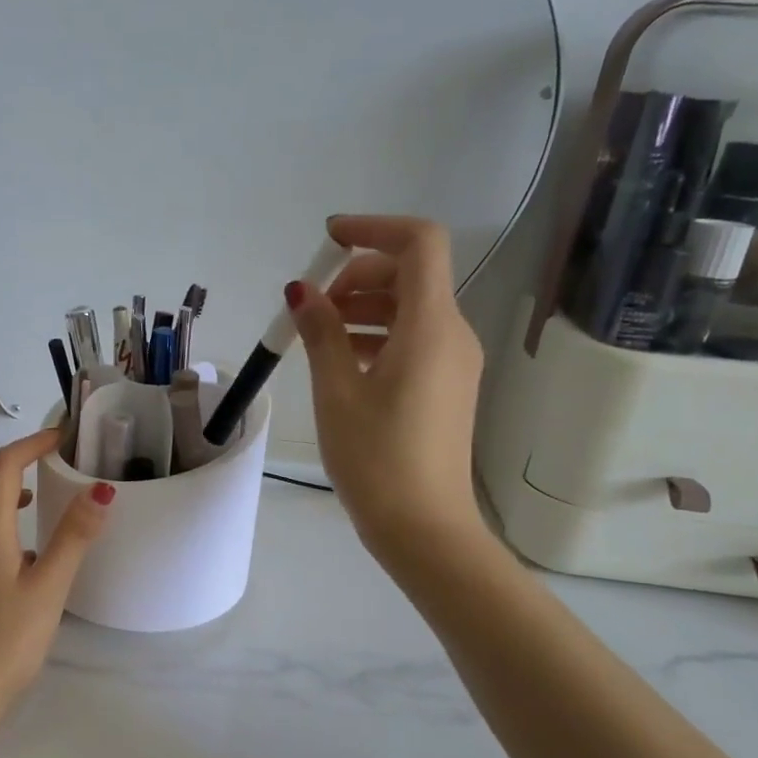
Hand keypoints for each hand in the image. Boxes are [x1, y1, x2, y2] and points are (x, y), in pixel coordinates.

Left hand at [0, 427, 113, 708]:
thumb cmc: (7, 642)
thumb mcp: (49, 589)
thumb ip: (73, 537)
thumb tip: (99, 490)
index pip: (1, 467)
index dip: (29, 445)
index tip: (59, 438)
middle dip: (11, 461)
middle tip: (46, 460)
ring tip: (32, 500)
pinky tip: (12, 552)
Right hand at [286, 215, 486, 564]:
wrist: (424, 528)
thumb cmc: (376, 458)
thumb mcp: (337, 391)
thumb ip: (321, 332)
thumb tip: (302, 291)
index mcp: (431, 326)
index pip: (419, 243)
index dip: (373, 228)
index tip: (327, 241)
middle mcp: (452, 334)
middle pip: (411, 275)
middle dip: (357, 276)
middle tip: (311, 307)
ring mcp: (454, 362)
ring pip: (410, 309)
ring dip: (363, 308)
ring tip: (316, 336)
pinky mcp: (447, 387)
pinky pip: (413, 340)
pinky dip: (377, 336)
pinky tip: (341, 362)